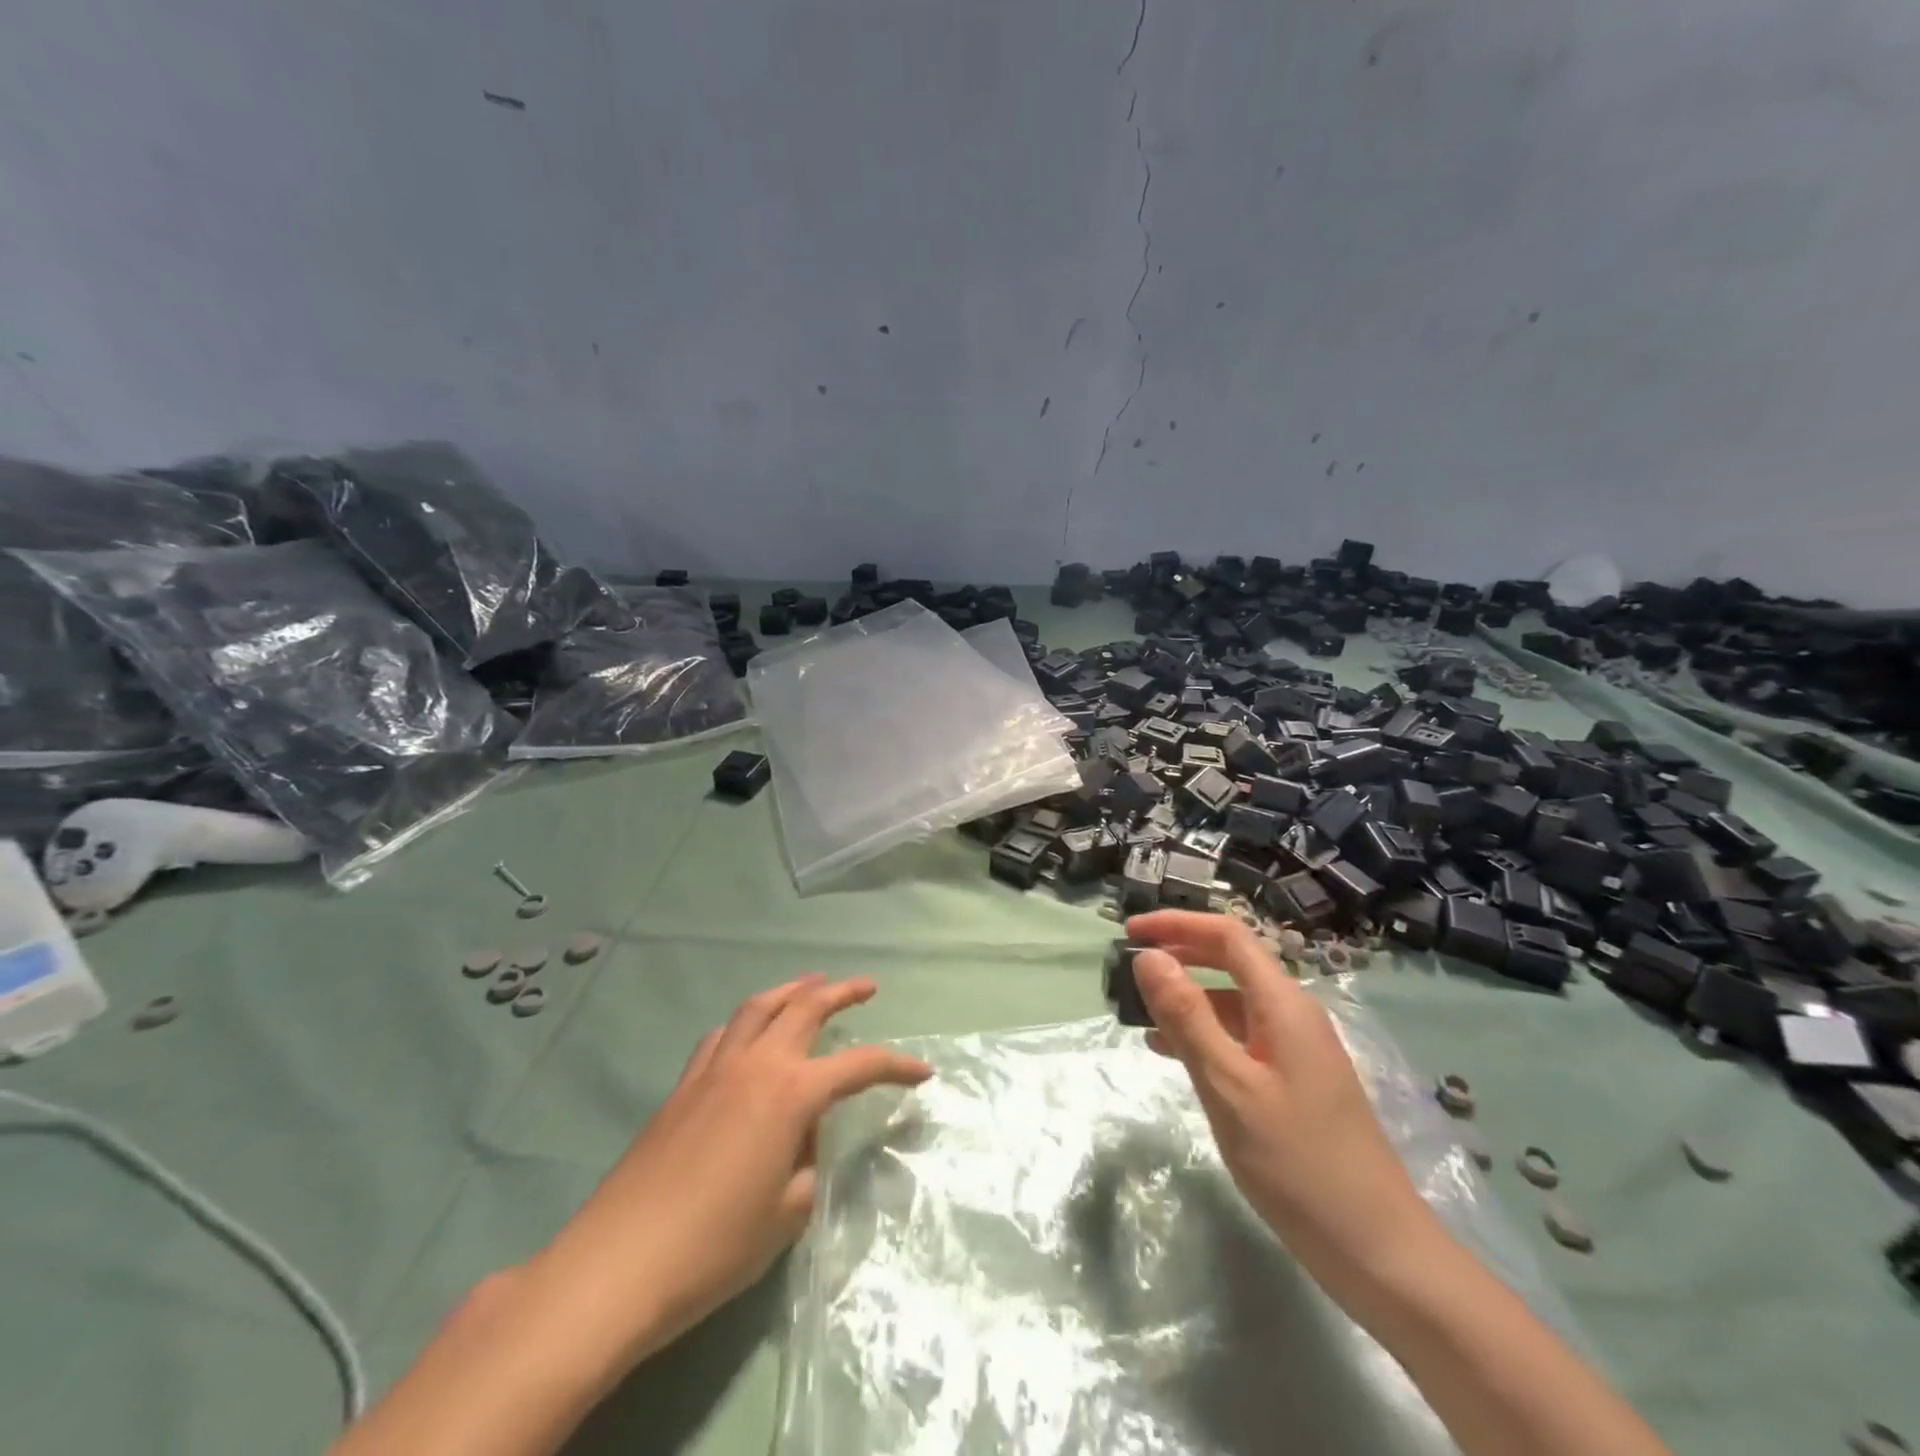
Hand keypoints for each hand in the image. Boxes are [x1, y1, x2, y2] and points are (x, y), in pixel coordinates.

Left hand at [534, 974, 930, 1363]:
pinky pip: (723, 1034)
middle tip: (866, 986)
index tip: (924, 1073)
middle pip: (805, 1008)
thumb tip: (804, 1142)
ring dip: (791, 990)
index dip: (897, 1066)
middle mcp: (756, 1064)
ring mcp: (714, 1069)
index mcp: (791, 1093)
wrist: (619, 1264)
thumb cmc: (715, 1246)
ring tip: (811, 985)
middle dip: (841, 992)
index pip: (858, 1065)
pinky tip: (749, 1033)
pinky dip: (747, 1021)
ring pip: (759, 1007)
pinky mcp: (683, 1085)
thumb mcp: (786, 1213)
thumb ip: (808, 1166)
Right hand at [1126, 911, 1446, 1300]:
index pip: (1227, 935)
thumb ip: (1187, 1016)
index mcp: (1283, 1004)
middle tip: (1129, 969)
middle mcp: (1293, 1015)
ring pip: (1233, 1002)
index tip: (1130, 930)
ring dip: (1186, 999)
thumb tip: (1149, 956)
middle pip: (1231, 962)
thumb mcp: (1229, 1086)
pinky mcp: (1295, 1082)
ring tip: (1139, 1016)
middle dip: (1179, 956)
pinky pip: (1241, 1038)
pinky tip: (1173, 1055)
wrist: (1379, 1252)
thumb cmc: (1298, 1163)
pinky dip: (1204, 1034)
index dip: (1177, 924)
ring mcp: (1297, 1049)